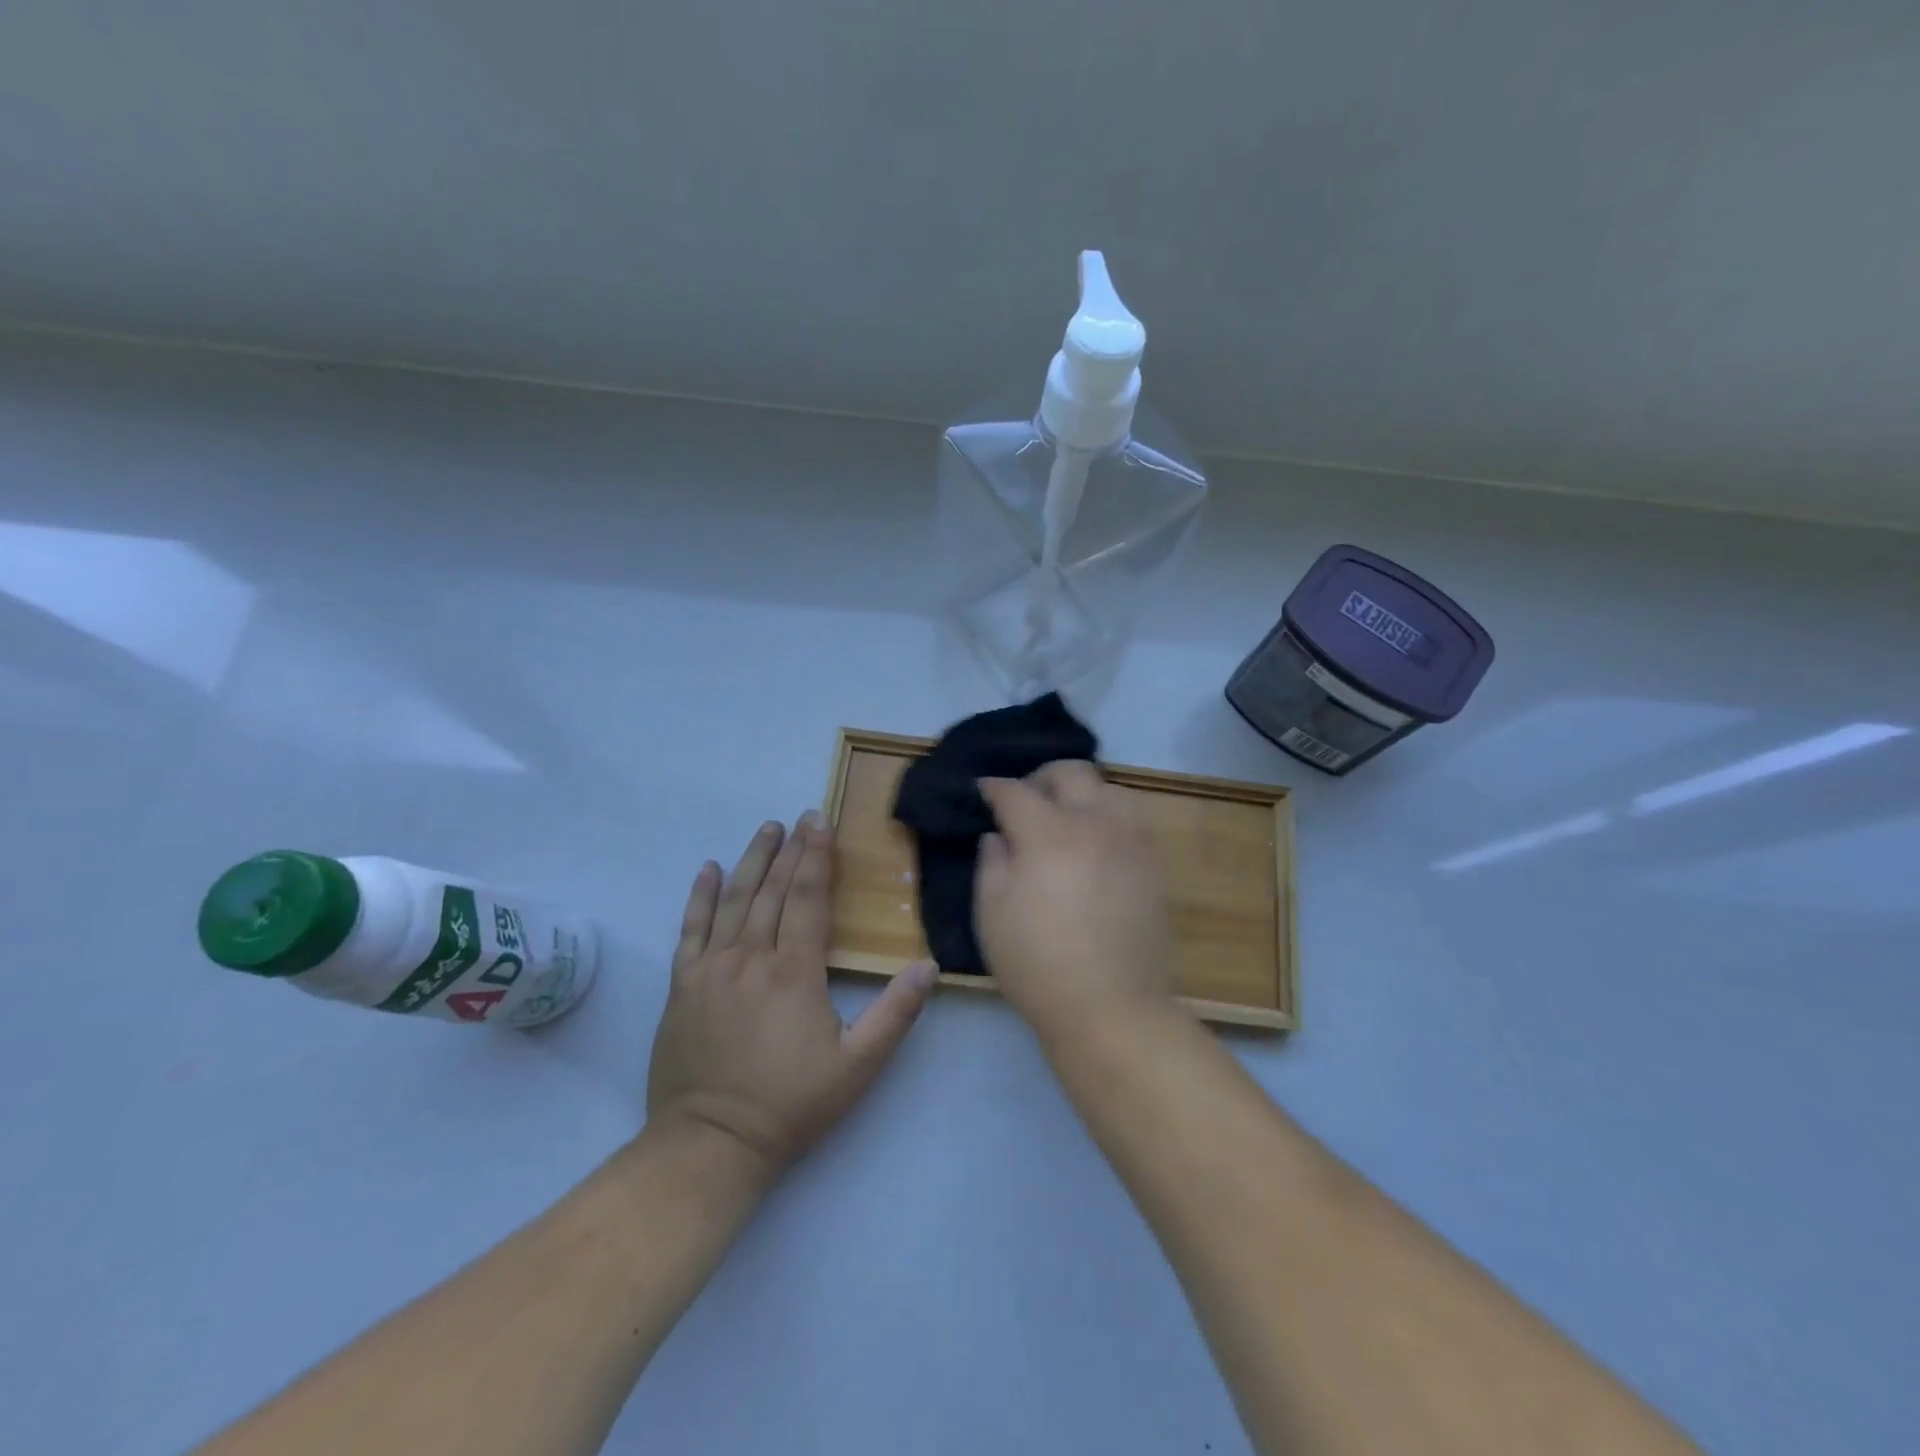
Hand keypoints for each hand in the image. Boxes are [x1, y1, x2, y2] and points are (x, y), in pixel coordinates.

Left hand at [646, 812, 935, 1177]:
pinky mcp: (683, 985)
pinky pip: (690, 929)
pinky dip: (699, 896)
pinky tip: (706, 870)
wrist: (709, 1144)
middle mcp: (750, 957)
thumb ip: (894, 1014)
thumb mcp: (857, 1067)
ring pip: (733, 900)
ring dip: (751, 861)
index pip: (807, 899)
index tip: (820, 823)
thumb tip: (928, 966)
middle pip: (772, 891)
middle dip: (789, 851)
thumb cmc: (790, 1105)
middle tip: (800, 818)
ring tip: (766, 830)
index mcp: (794, 972)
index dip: (816, 858)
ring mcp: (710, 969)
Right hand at [975, 763, 1174, 1042]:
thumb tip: (998, 835)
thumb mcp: (992, 915)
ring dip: (1081, 792)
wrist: (1111, 1008)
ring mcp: (1130, 841)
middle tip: (1024, 800)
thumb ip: (991, 863)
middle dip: (1040, 777)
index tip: (982, 791)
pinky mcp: (1153, 864)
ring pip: (1109, 788)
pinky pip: (1131, 819)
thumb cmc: (1038, 964)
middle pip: (1070, 772)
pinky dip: (1108, 816)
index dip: (993, 787)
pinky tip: (1096, 843)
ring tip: (1066, 817)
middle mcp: (1094, 823)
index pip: (1015, 791)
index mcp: (1048, 833)